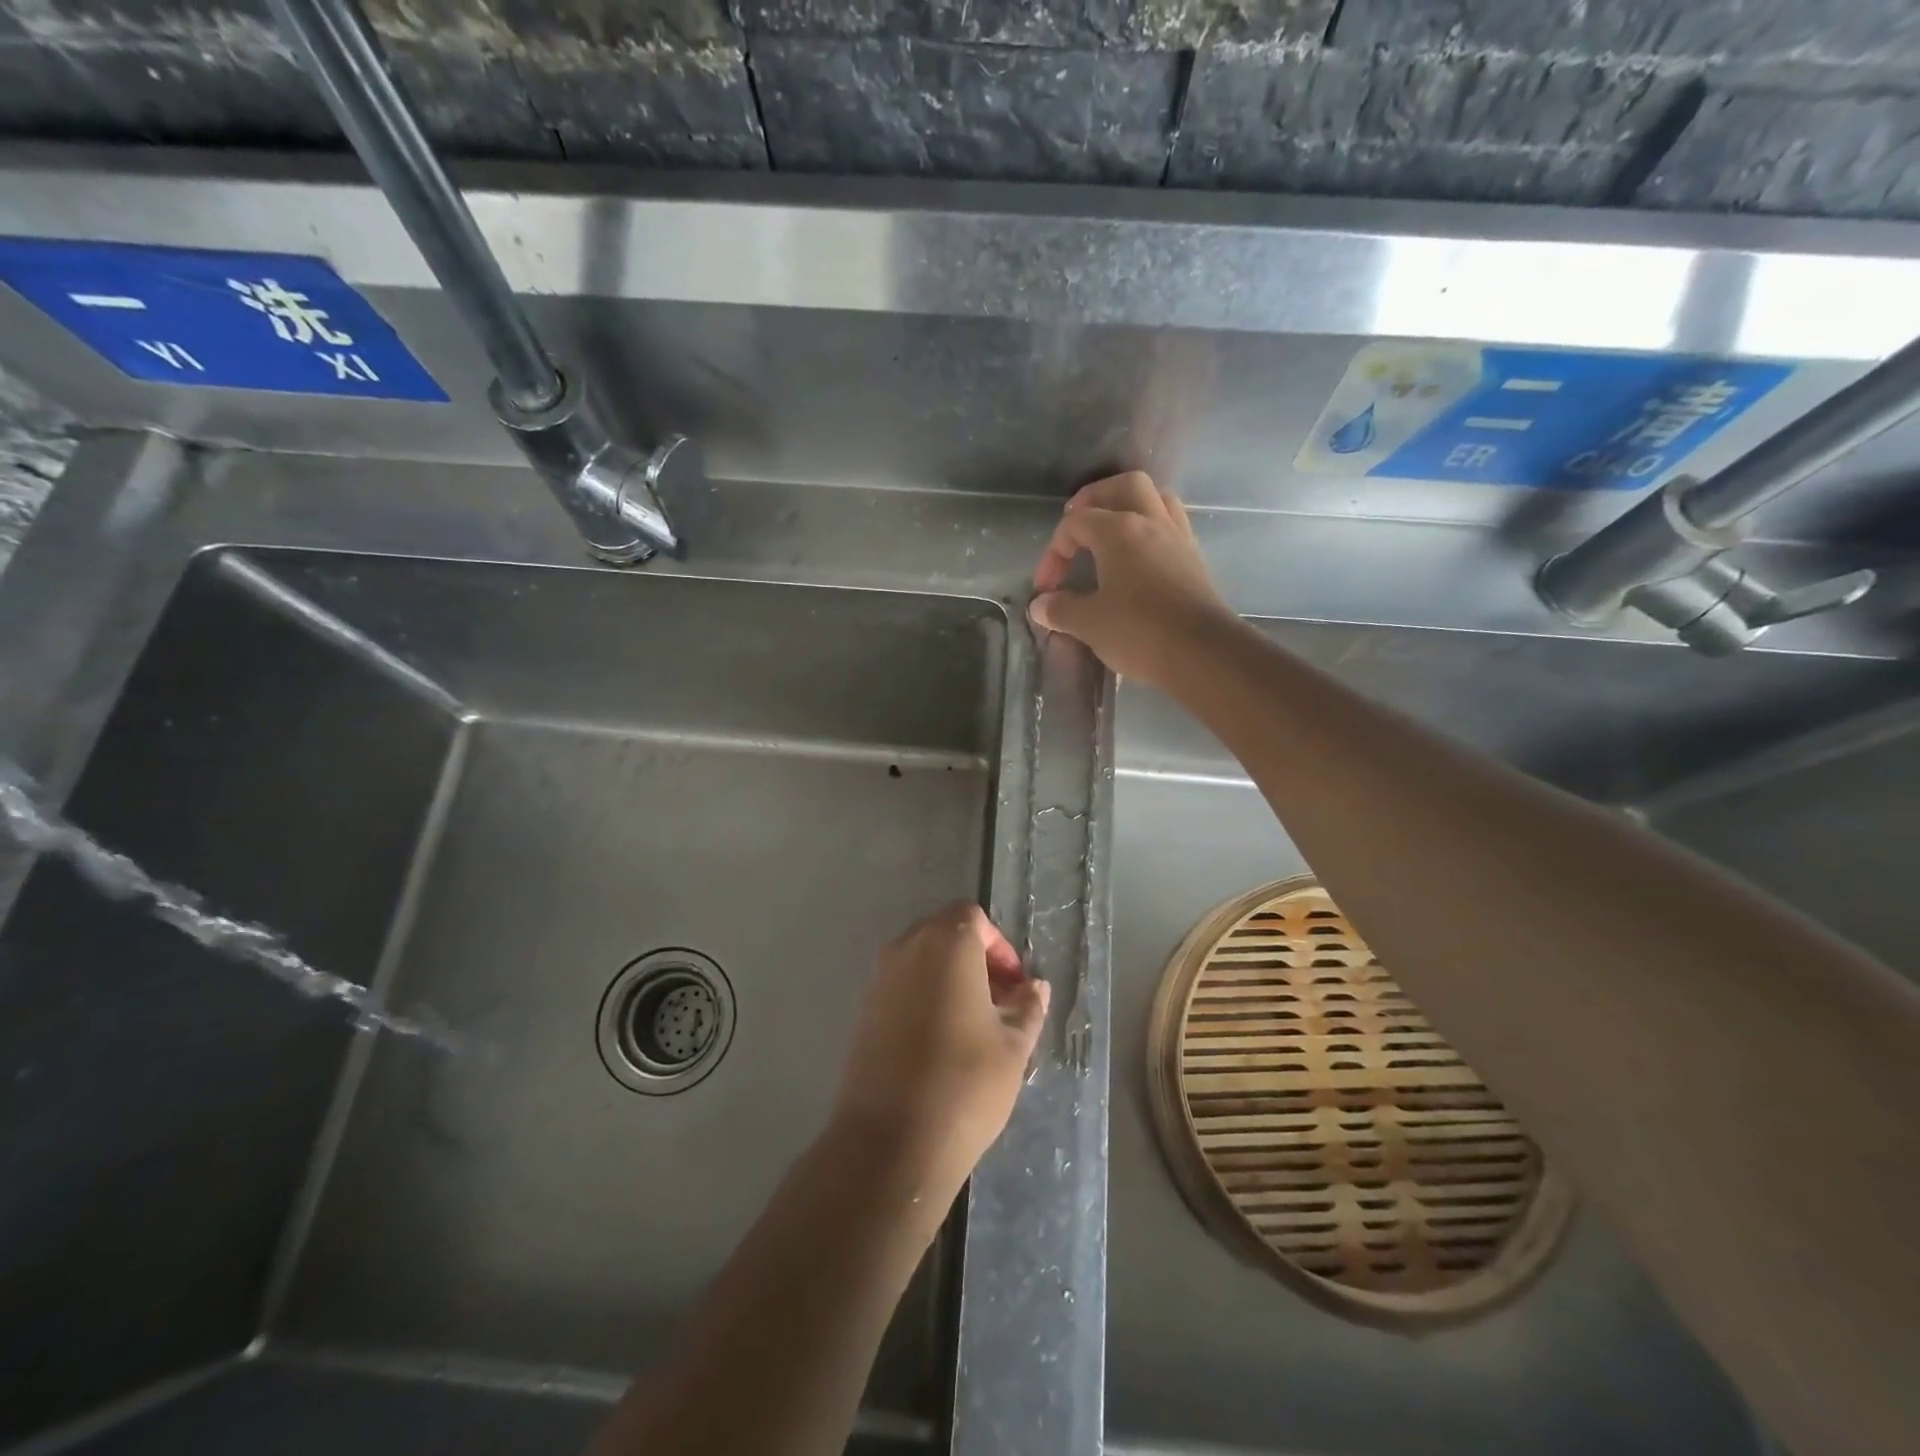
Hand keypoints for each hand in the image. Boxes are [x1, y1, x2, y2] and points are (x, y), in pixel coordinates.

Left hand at [833, 904, 1049, 1194]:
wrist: (890, 1142)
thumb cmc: (964, 1083)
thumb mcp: (1014, 1046)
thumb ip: (1027, 1007)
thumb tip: (1034, 987)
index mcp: (946, 944)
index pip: (973, 918)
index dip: (999, 946)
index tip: (1015, 986)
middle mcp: (906, 949)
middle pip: (945, 934)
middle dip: (976, 960)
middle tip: (999, 1003)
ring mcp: (879, 979)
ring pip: (921, 961)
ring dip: (950, 979)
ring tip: (975, 1026)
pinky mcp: (863, 1011)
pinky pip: (901, 987)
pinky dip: (925, 997)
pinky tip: (941, 1042)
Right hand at [1029, 472, 1235, 686]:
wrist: (1202, 653)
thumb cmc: (1139, 631)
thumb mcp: (1089, 623)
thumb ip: (1061, 610)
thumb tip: (1040, 606)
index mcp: (1119, 530)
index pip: (1076, 522)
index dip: (1053, 552)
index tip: (1046, 588)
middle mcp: (1151, 522)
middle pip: (1123, 486)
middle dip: (1096, 499)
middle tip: (1078, 524)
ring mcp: (1177, 538)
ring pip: (1155, 499)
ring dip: (1130, 507)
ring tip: (1112, 532)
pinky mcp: (1194, 559)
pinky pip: (1171, 526)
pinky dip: (1151, 530)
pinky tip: (1140, 557)